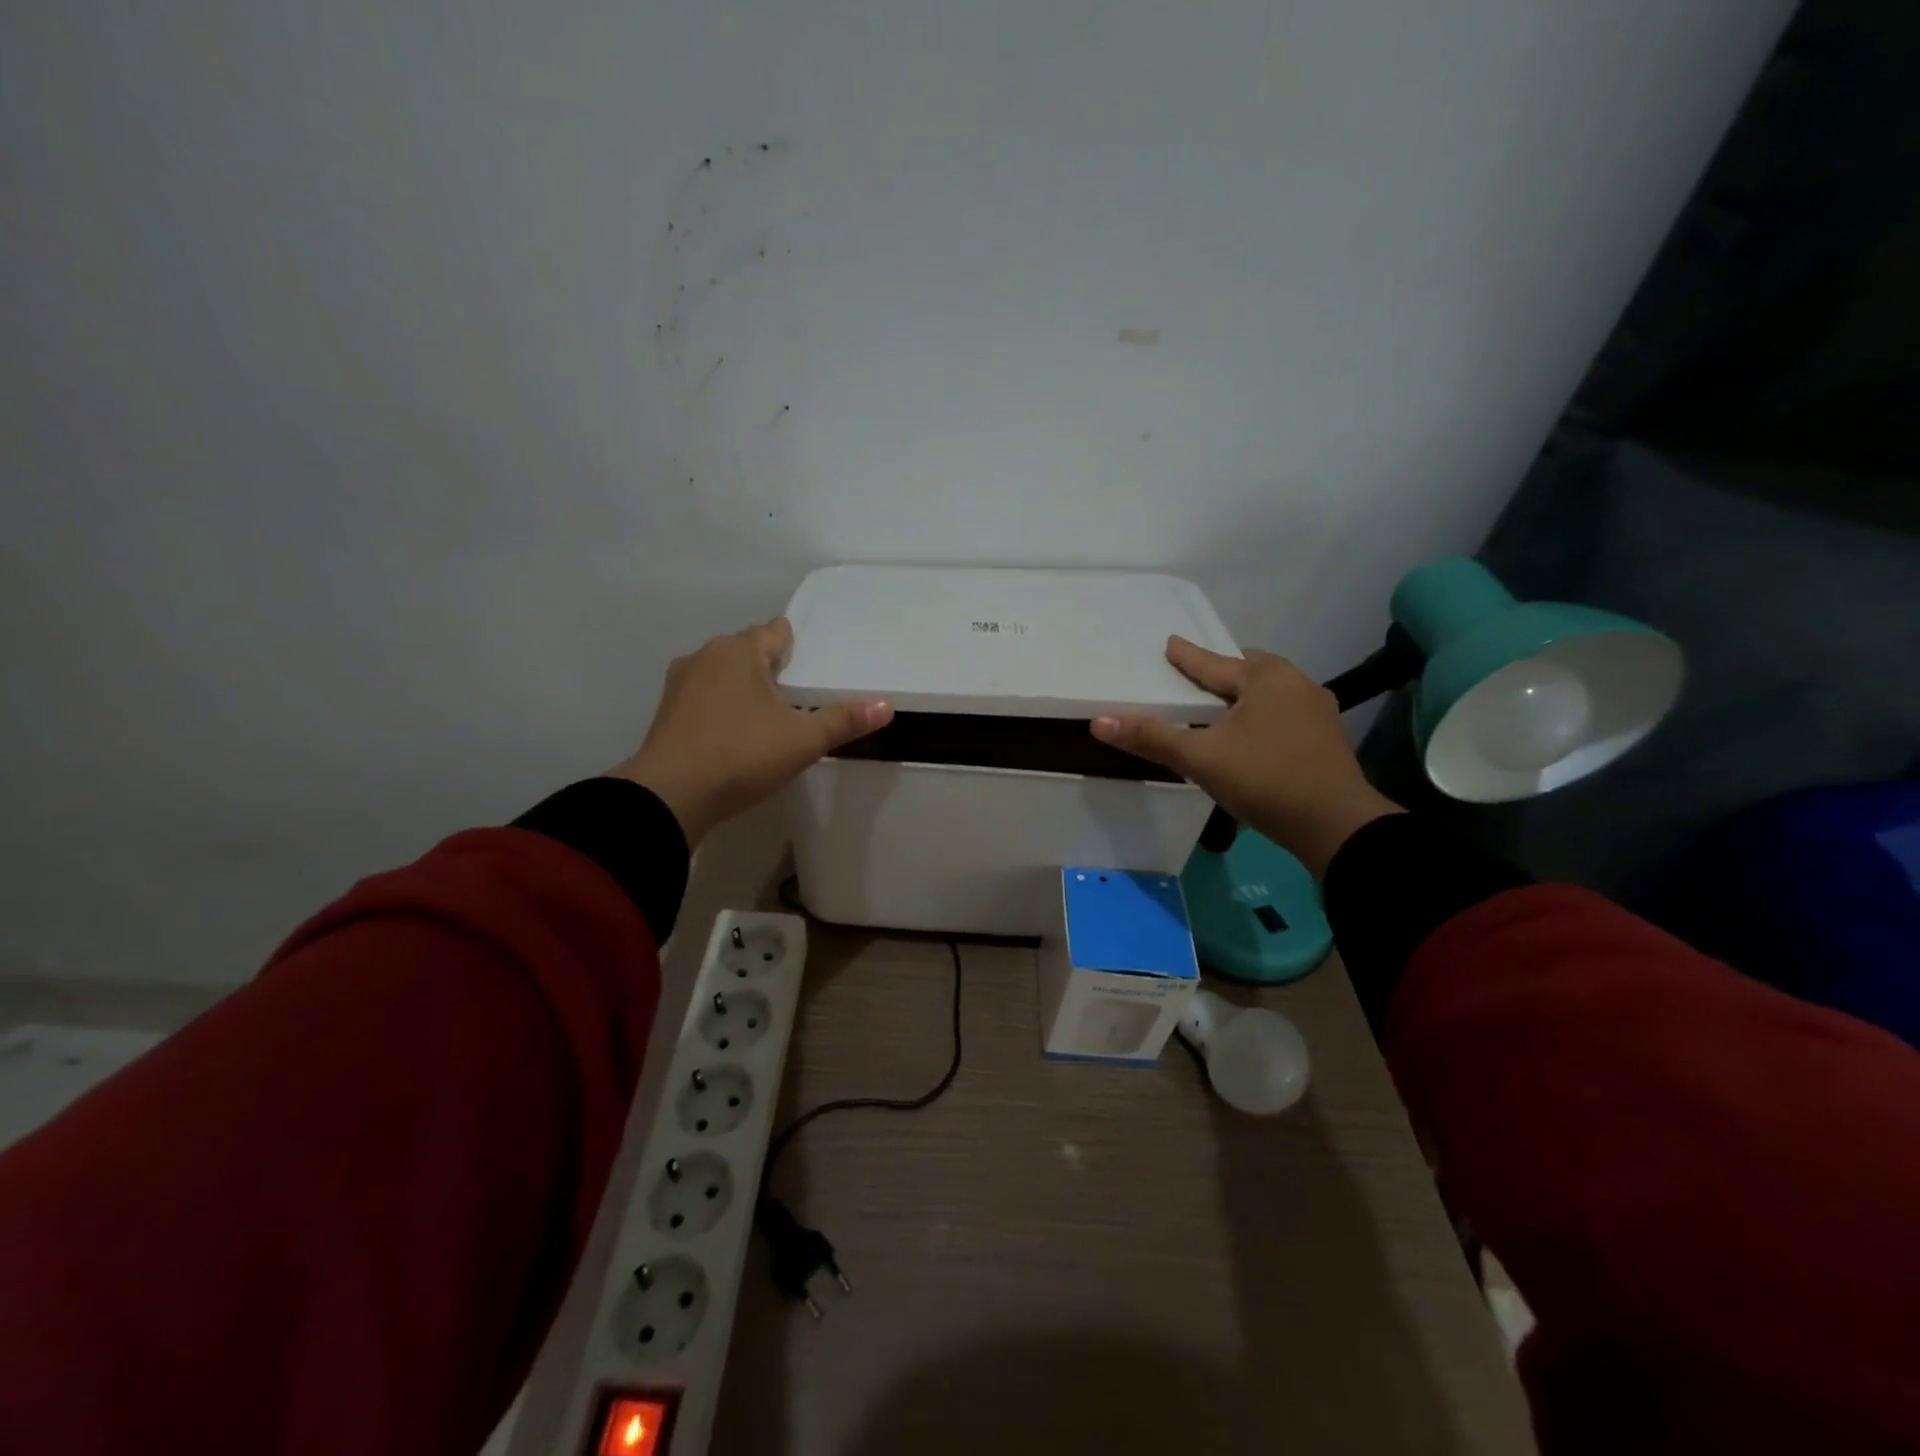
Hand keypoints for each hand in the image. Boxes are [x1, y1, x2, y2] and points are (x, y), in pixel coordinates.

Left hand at [611, 618, 892, 846]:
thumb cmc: (741, 756)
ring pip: (723, 673)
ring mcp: (681, 683)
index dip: (796, 645)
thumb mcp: (802, 741)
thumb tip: (887, 706)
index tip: (812, 665)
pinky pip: (705, 697)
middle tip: (799, 695)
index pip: (775, 631)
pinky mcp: (666, 712)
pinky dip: (722, 707)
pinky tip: (735, 733)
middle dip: (771, 667)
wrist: (669, 796)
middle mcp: (706, 656)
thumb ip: (844, 720)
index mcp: (740, 651)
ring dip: (744, 687)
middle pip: (748, 651)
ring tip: (769, 716)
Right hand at [1091, 636, 1401, 875]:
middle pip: (1248, 668)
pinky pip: (1284, 710)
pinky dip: (1262, 712)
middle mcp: (1295, 683)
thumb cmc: (1265, 780)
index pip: (1213, 663)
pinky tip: (1253, 731)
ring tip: (1221, 704)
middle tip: (1196, 676)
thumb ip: (1152, 738)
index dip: (1186, 656)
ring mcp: (1316, 709)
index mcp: (1264, 678)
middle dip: (1222, 670)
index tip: (1169, 643)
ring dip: (1244, 692)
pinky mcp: (1326, 736)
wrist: (1336, 825)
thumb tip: (1099, 721)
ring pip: (1270, 690)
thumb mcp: (1201, 759)